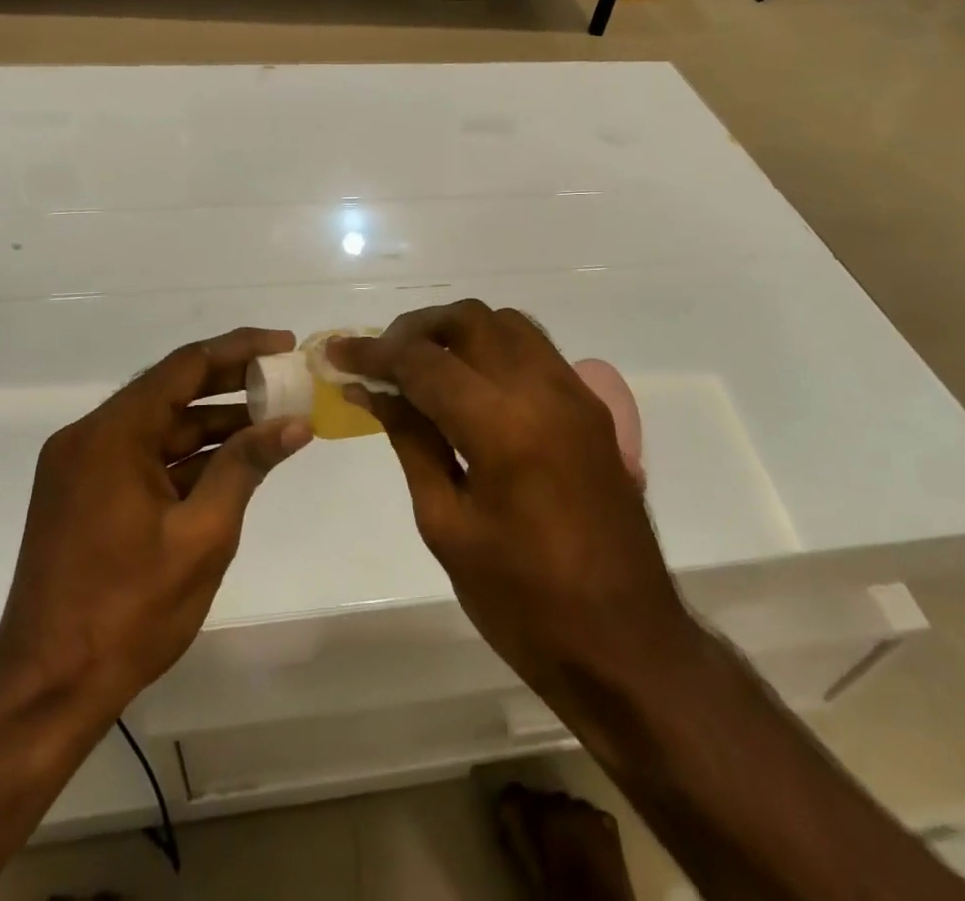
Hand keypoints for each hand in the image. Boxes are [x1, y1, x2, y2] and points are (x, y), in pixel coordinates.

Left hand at [0, 328, 312, 722]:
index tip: (284, 345)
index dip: (240, 350)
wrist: (46, 692)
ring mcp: (83, 467)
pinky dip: (187, 456)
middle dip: (231, 384)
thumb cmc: (128, 612)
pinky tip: (232, 461)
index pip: (185, 366)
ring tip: (271, 421)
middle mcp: (90, 437)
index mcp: (112, 435)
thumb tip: (295, 422)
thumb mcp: (203, 535)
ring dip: (213, 423)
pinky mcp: (84, 495)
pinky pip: (144, 456)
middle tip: (285, 380)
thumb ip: (246, 466)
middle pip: (171, 390)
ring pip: (160, 426)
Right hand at [332, 303, 688, 698]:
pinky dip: (494, 347)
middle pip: (469, 320)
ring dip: (457, 331)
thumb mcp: (446, 525)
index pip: (424, 361)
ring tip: (423, 367)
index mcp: (502, 425)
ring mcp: (575, 393)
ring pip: (506, 323)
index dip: (374, 352)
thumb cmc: (523, 602)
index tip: (339, 352)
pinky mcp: (591, 407)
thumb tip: (372, 391)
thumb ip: (411, 440)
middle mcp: (543, 389)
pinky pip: (535, 349)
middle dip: (416, 329)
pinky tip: (471, 384)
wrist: (625, 643)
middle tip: (381, 360)